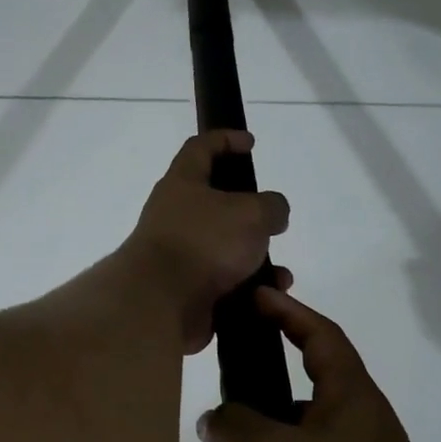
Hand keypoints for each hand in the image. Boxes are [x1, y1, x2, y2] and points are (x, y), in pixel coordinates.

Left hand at [125, 130, 289, 353]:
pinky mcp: (186, 289)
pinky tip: (266, 296)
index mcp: (182, 183)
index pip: (200, 147)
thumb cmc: (204, 242)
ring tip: (279, 273)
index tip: (249, 143)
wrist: (161, 302)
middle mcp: (176, 216)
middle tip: (273, 222)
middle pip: (215, 204)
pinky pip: (224, 284)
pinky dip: (248, 289)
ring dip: (255, 259)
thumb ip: (271, 206)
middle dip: (249, 214)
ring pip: (225, 249)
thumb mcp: (251, 212)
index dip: (224, 139)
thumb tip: (272, 213)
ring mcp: (180, 254)